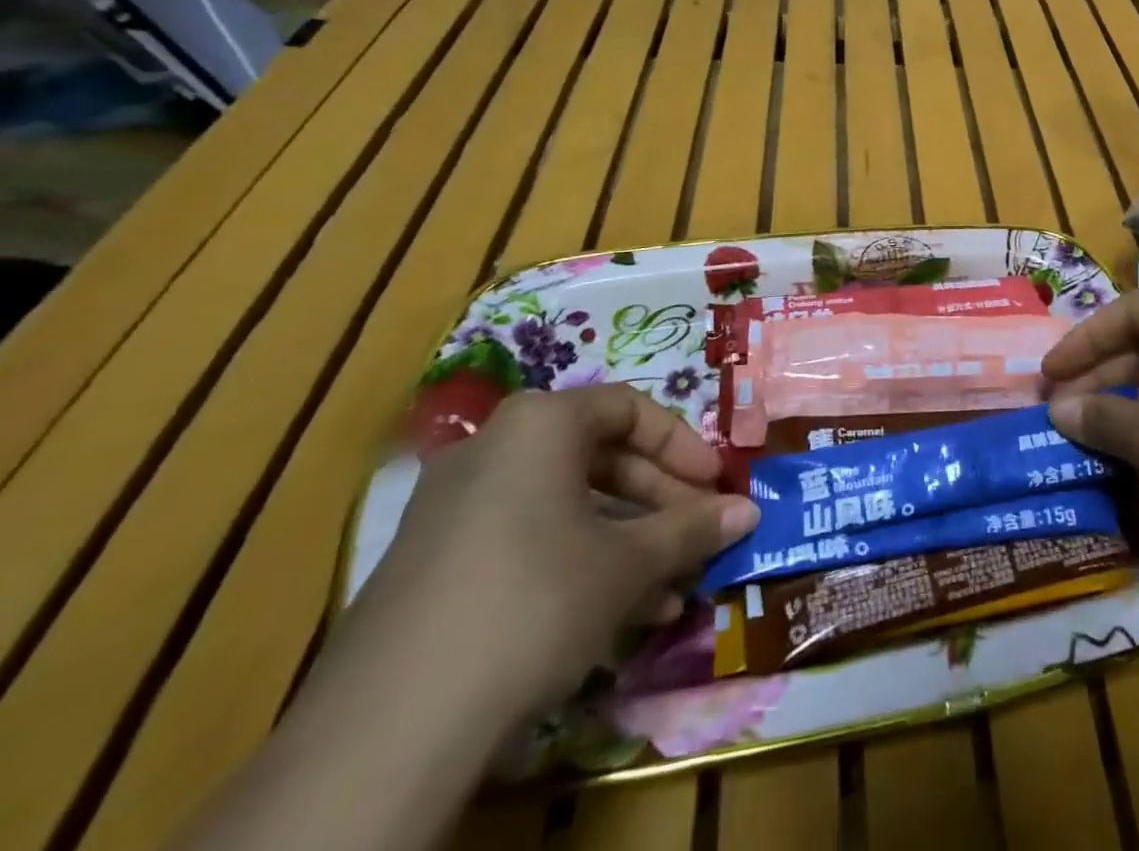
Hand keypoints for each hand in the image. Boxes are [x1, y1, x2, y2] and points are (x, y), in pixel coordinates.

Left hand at [340, 384, 758, 728]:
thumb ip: (691, 529)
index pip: (630, 409)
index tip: (716, 484)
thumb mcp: (628, 564)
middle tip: (699, 534)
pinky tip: (619, 617)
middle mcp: (494, 448)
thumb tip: (749, 511)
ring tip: (671, 589)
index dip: (683, 445)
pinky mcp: (435, 563)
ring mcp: (456, 507)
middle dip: (659, 499)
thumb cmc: (534, 602)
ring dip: (627, 541)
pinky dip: (579, 564)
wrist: (388, 729)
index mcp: (540, 424)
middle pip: (600, 457)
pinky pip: (528, 541)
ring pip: (567, 506)